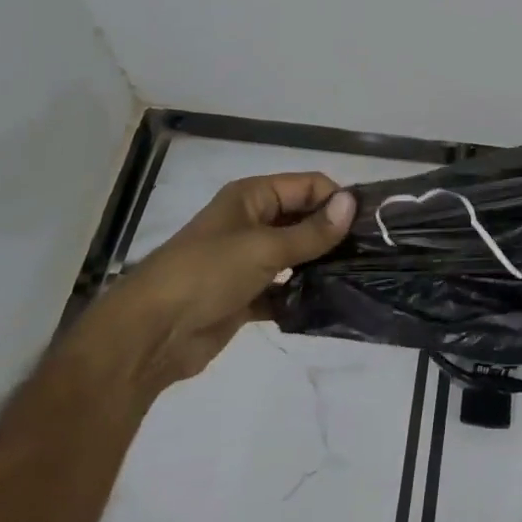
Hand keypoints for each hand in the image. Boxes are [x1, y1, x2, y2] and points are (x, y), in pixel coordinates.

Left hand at [101, 173, 356, 389]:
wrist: (150, 335)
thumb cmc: (207, 274)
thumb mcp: (264, 248)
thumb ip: (311, 231)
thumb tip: (352, 203)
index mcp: (252, 197)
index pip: (307, 185)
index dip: (336, 199)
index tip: (369, 224)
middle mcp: (251, 222)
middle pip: (303, 218)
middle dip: (332, 233)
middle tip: (371, 253)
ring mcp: (248, 260)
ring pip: (295, 255)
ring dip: (319, 264)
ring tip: (357, 277)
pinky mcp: (246, 295)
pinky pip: (284, 289)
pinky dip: (301, 295)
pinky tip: (327, 304)